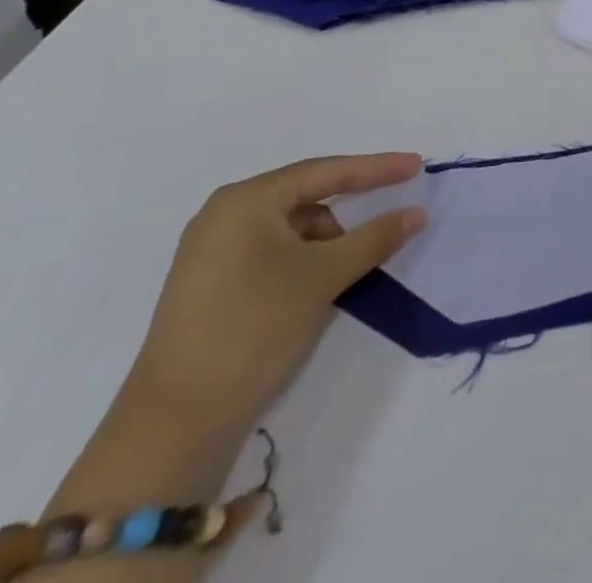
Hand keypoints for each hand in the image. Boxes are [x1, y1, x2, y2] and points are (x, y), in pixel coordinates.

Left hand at [127, 153, 427, 434]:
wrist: (174, 425)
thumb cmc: (254, 327)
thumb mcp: (325, 276)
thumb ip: (377, 237)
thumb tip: (417, 212)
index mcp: (245, 201)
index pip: (326, 172)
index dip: (377, 168)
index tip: (417, 166)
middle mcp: (223, 216)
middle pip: (307, 195)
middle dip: (353, 204)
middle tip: (395, 205)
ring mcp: (211, 252)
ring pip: (292, 227)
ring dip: (330, 238)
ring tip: (356, 263)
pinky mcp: (210, 285)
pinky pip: (273, 252)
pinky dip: (306, 258)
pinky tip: (325, 281)